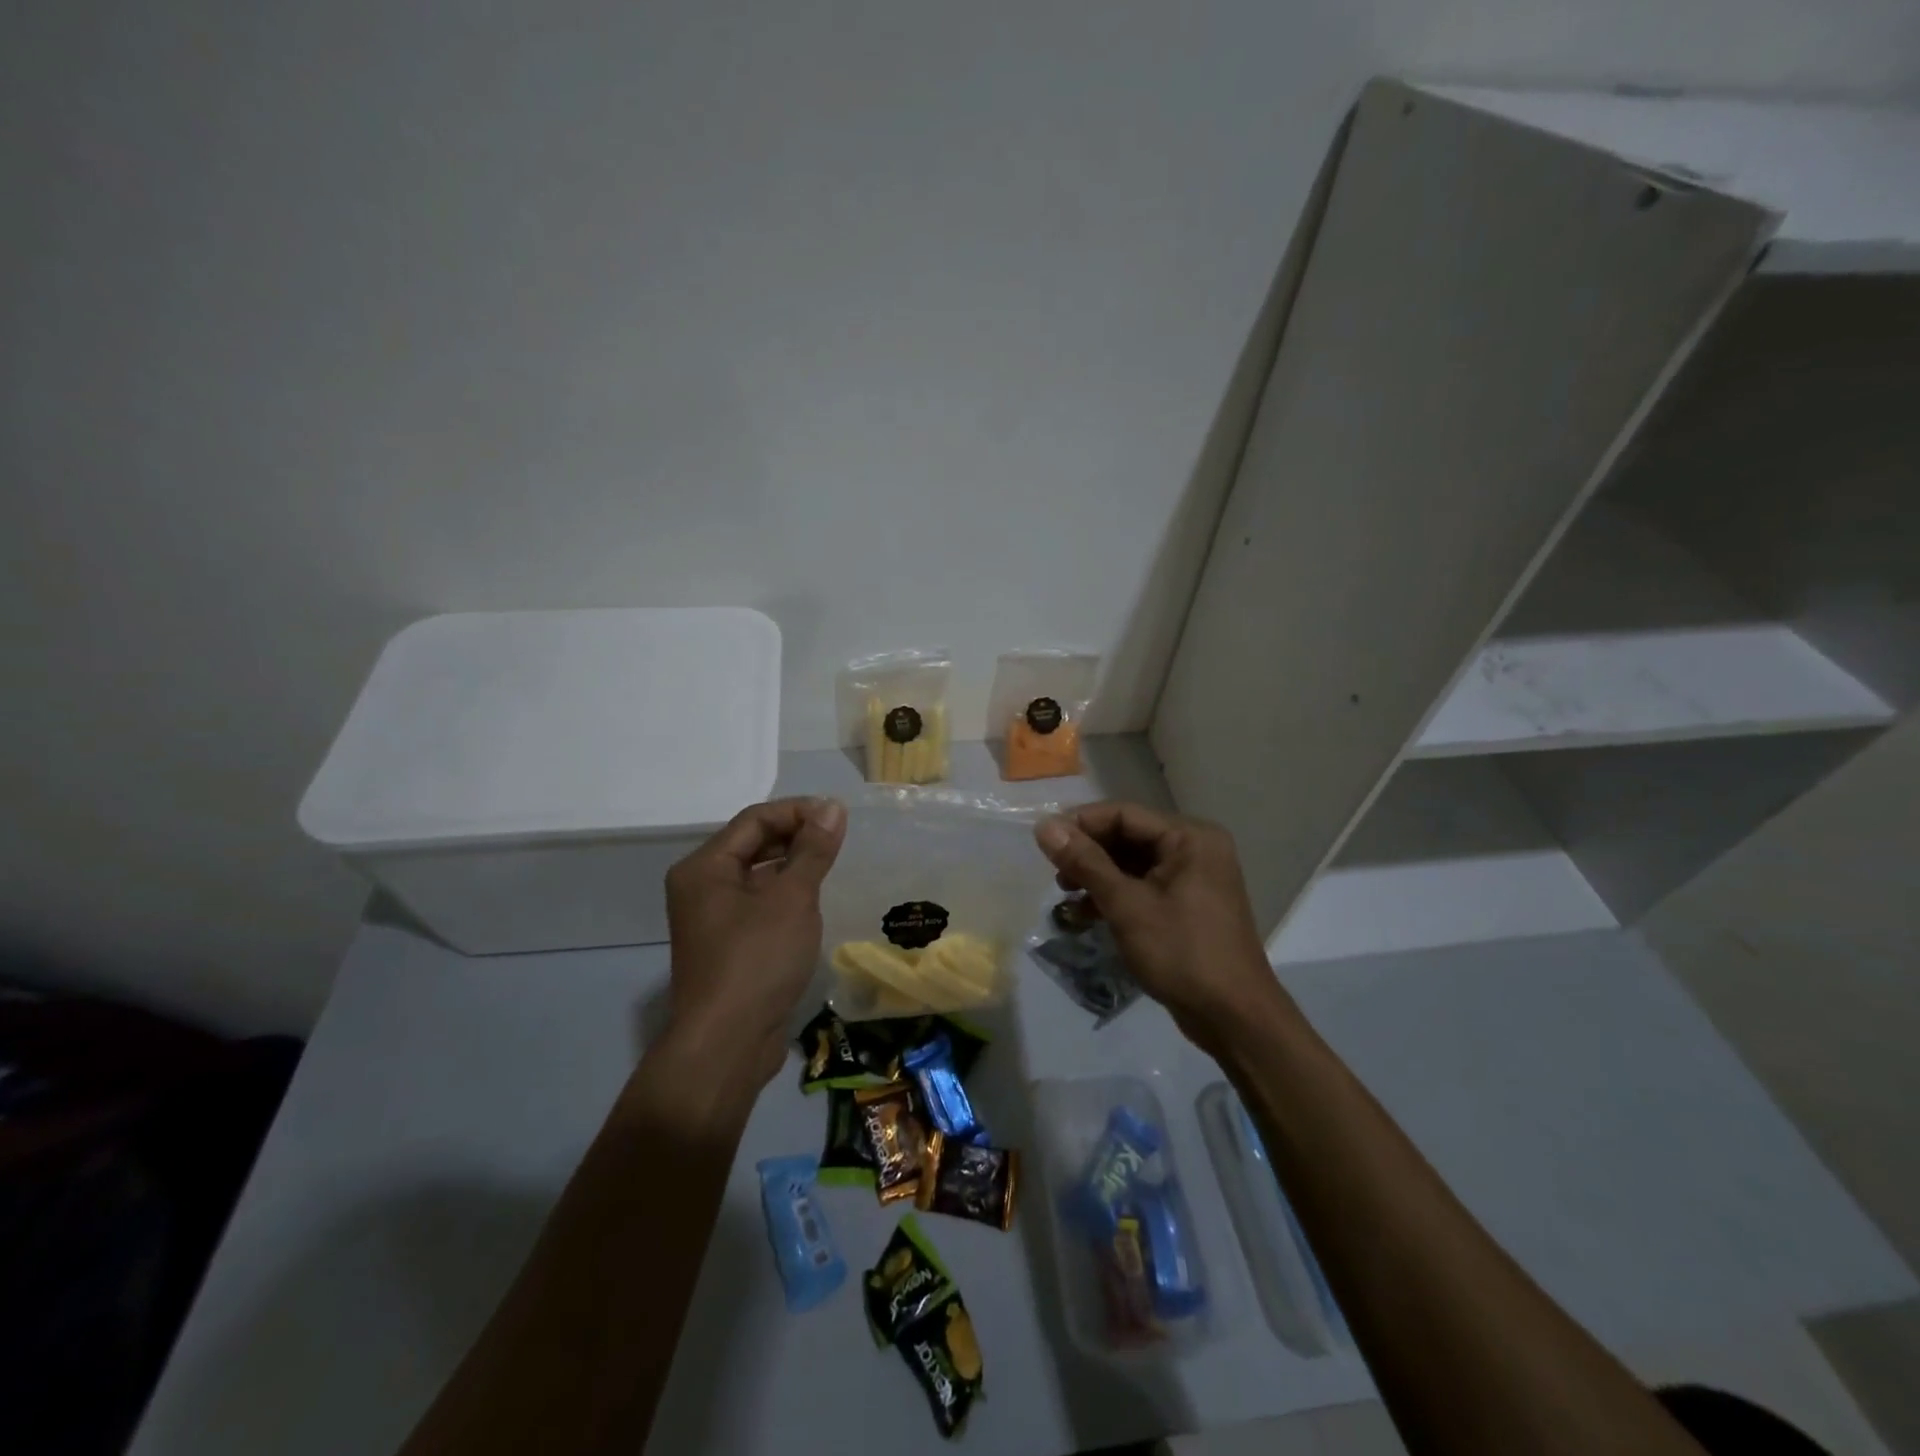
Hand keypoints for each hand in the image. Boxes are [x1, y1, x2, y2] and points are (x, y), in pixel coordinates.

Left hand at [662, 796, 846, 1088]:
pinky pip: (758, 903)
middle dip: (796, 836)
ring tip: (831, 865)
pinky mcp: (727, 945)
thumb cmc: (757, 960)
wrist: (727, 1045)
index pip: (755, 820)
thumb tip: (832, 807)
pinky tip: (813, 901)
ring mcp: (712, 918)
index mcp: (704, 868)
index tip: (838, 818)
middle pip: (752, 844)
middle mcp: (700, 887)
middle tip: (839, 840)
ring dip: (792, 865)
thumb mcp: (792, 898)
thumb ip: (813, 850)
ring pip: (757, 875)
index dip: (798, 811)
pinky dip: (785, 894)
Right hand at [1036, 802, 1286, 1055]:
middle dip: (1087, 853)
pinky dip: (1114, 896)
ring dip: (1096, 876)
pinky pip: (1142, 887)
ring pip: (1131, 864)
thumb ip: (1085, 862)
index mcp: (1189, 837)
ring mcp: (1192, 878)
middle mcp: (1194, 848)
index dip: (1080, 823)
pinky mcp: (1186, 905)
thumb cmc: (1182, 953)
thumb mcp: (1127, 905)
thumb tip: (1044, 827)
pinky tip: (1084, 914)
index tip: (1043, 842)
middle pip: (1127, 836)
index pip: (1123, 814)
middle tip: (1054, 874)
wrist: (1233, 1018)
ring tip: (1064, 895)